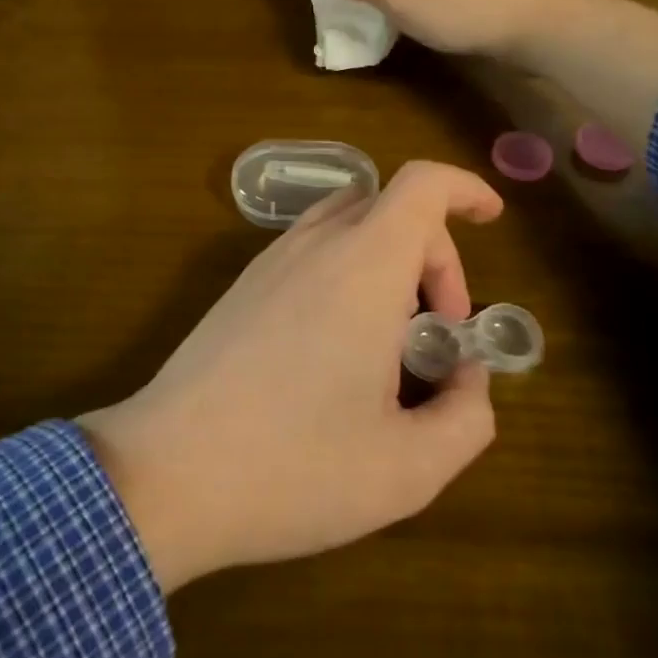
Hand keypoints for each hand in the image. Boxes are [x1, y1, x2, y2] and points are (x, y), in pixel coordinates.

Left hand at [77, 162, 504, 593]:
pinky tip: (339, 350)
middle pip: (390, 208)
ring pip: (347, 226)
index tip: (492, 220)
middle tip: (440, 334)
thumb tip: (467, 379)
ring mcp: (270, 262)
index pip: (421, 184)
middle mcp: (315, 246)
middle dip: (434, 255)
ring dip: (388, 263)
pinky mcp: (242, 287)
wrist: (164, 473)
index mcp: (363, 266)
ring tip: (394, 342)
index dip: (464, 189)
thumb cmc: (293, 468)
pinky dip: (347, 274)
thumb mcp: (408, 469)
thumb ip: (467, 418)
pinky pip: (311, 251)